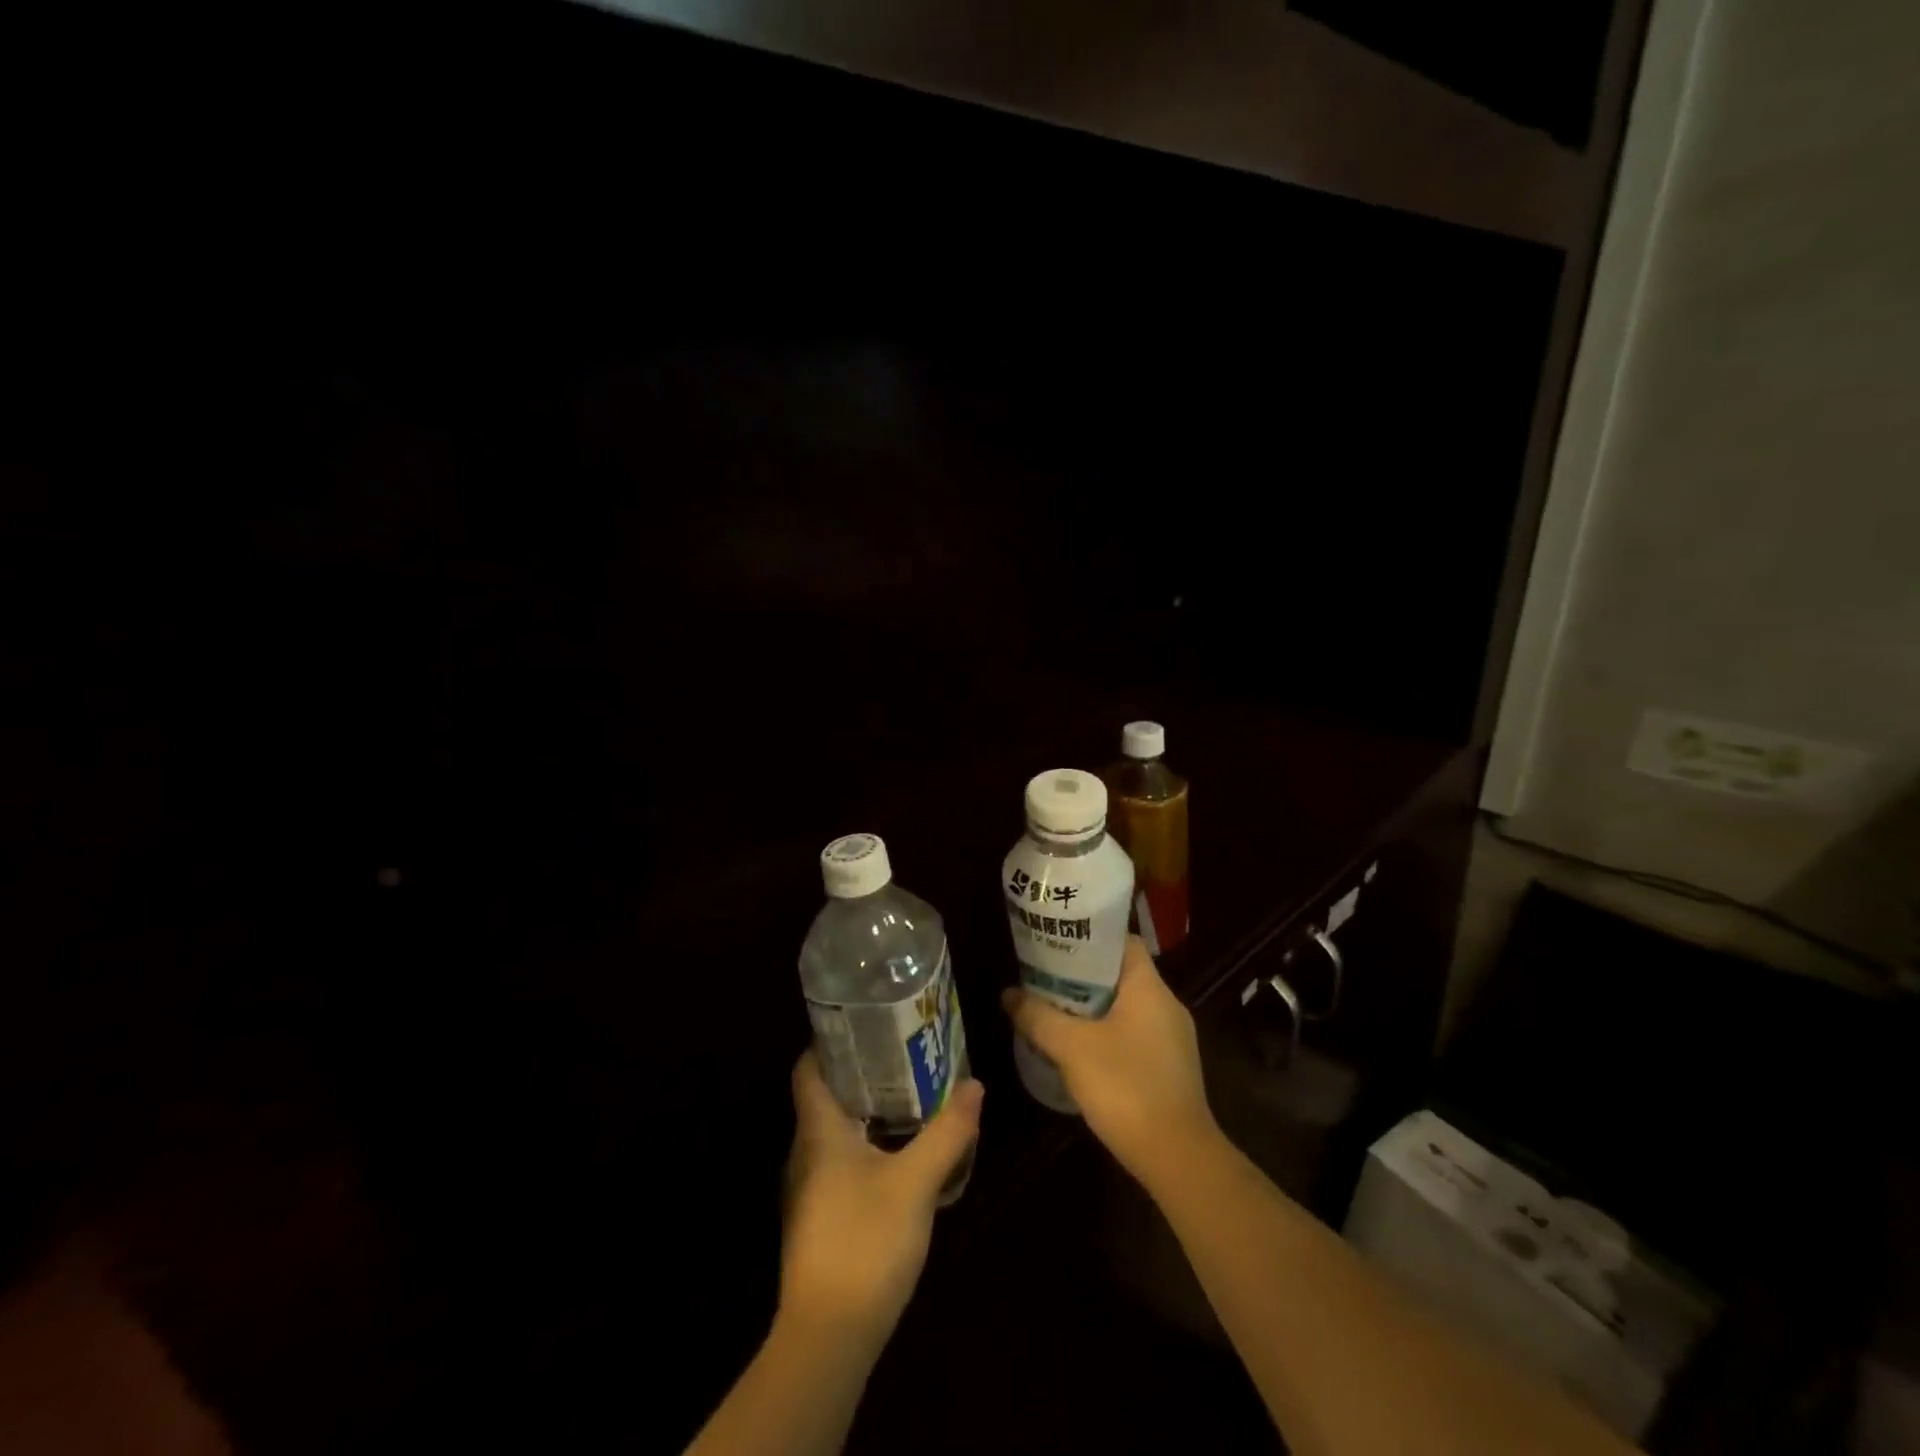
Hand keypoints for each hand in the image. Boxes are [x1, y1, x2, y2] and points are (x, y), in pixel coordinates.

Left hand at [778, 1051, 982, 1349]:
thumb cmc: (866, 1243)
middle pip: (825, 1096)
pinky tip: (897, 1151)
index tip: (864, 1022)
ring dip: (865, 1109)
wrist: (829, 1336)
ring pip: (834, 1131)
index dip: (829, 1041)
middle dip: (859, 1071)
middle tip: (900, 1051)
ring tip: (907, 1092)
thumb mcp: (916, 1182)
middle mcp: (806, 1152)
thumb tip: (974, 1084)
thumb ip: (947, 1132)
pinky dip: (865, 1143)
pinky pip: (840, 1161)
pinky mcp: (820, 1217)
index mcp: (819, 1131)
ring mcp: (809, 1188)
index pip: (808, 1069)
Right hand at [1002, 935, 1218, 1190]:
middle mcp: (1167, 1006)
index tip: (1058, 943)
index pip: (1124, 942)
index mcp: (1150, 988)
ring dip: (1092, 1008)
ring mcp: (1172, 1040)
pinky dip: (1106, 1034)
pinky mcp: (1170, 1069)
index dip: (1091, 938)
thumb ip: (1037, 1016)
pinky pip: (1134, 1035)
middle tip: (1044, 977)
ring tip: (1054, 1010)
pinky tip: (1079, 1051)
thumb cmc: (1126, 1087)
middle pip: (1121, 975)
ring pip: (1126, 1008)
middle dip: (1082, 976)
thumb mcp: (1071, 1048)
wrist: (1178, 1158)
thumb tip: (1008, 994)